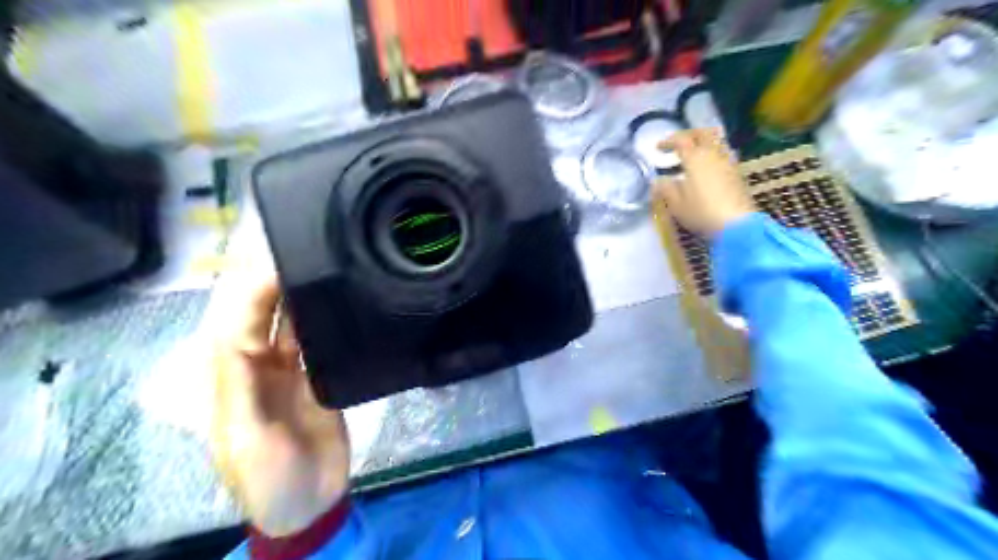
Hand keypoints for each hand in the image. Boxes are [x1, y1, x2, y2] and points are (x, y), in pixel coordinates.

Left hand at [211, 280, 349, 538]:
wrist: (310, 500)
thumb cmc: (268, 476)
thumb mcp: (247, 438)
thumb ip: (240, 388)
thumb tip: (241, 332)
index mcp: (230, 379)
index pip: (235, 324)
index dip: (251, 291)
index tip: (277, 260)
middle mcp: (256, 367)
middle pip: (258, 316)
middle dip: (268, 281)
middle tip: (294, 245)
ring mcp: (287, 371)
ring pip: (287, 323)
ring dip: (296, 295)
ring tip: (316, 261)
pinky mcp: (315, 376)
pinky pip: (314, 339)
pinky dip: (321, 318)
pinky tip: (333, 298)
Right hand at [652, 126, 751, 233]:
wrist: (737, 224)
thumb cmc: (702, 212)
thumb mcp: (676, 204)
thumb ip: (665, 189)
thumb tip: (658, 180)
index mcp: (695, 158)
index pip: (681, 140)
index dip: (668, 141)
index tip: (658, 148)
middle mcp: (713, 154)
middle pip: (703, 133)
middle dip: (689, 134)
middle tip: (678, 143)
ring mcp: (728, 163)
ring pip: (717, 142)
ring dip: (704, 142)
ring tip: (694, 154)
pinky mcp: (737, 173)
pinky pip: (724, 154)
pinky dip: (713, 154)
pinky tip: (707, 168)